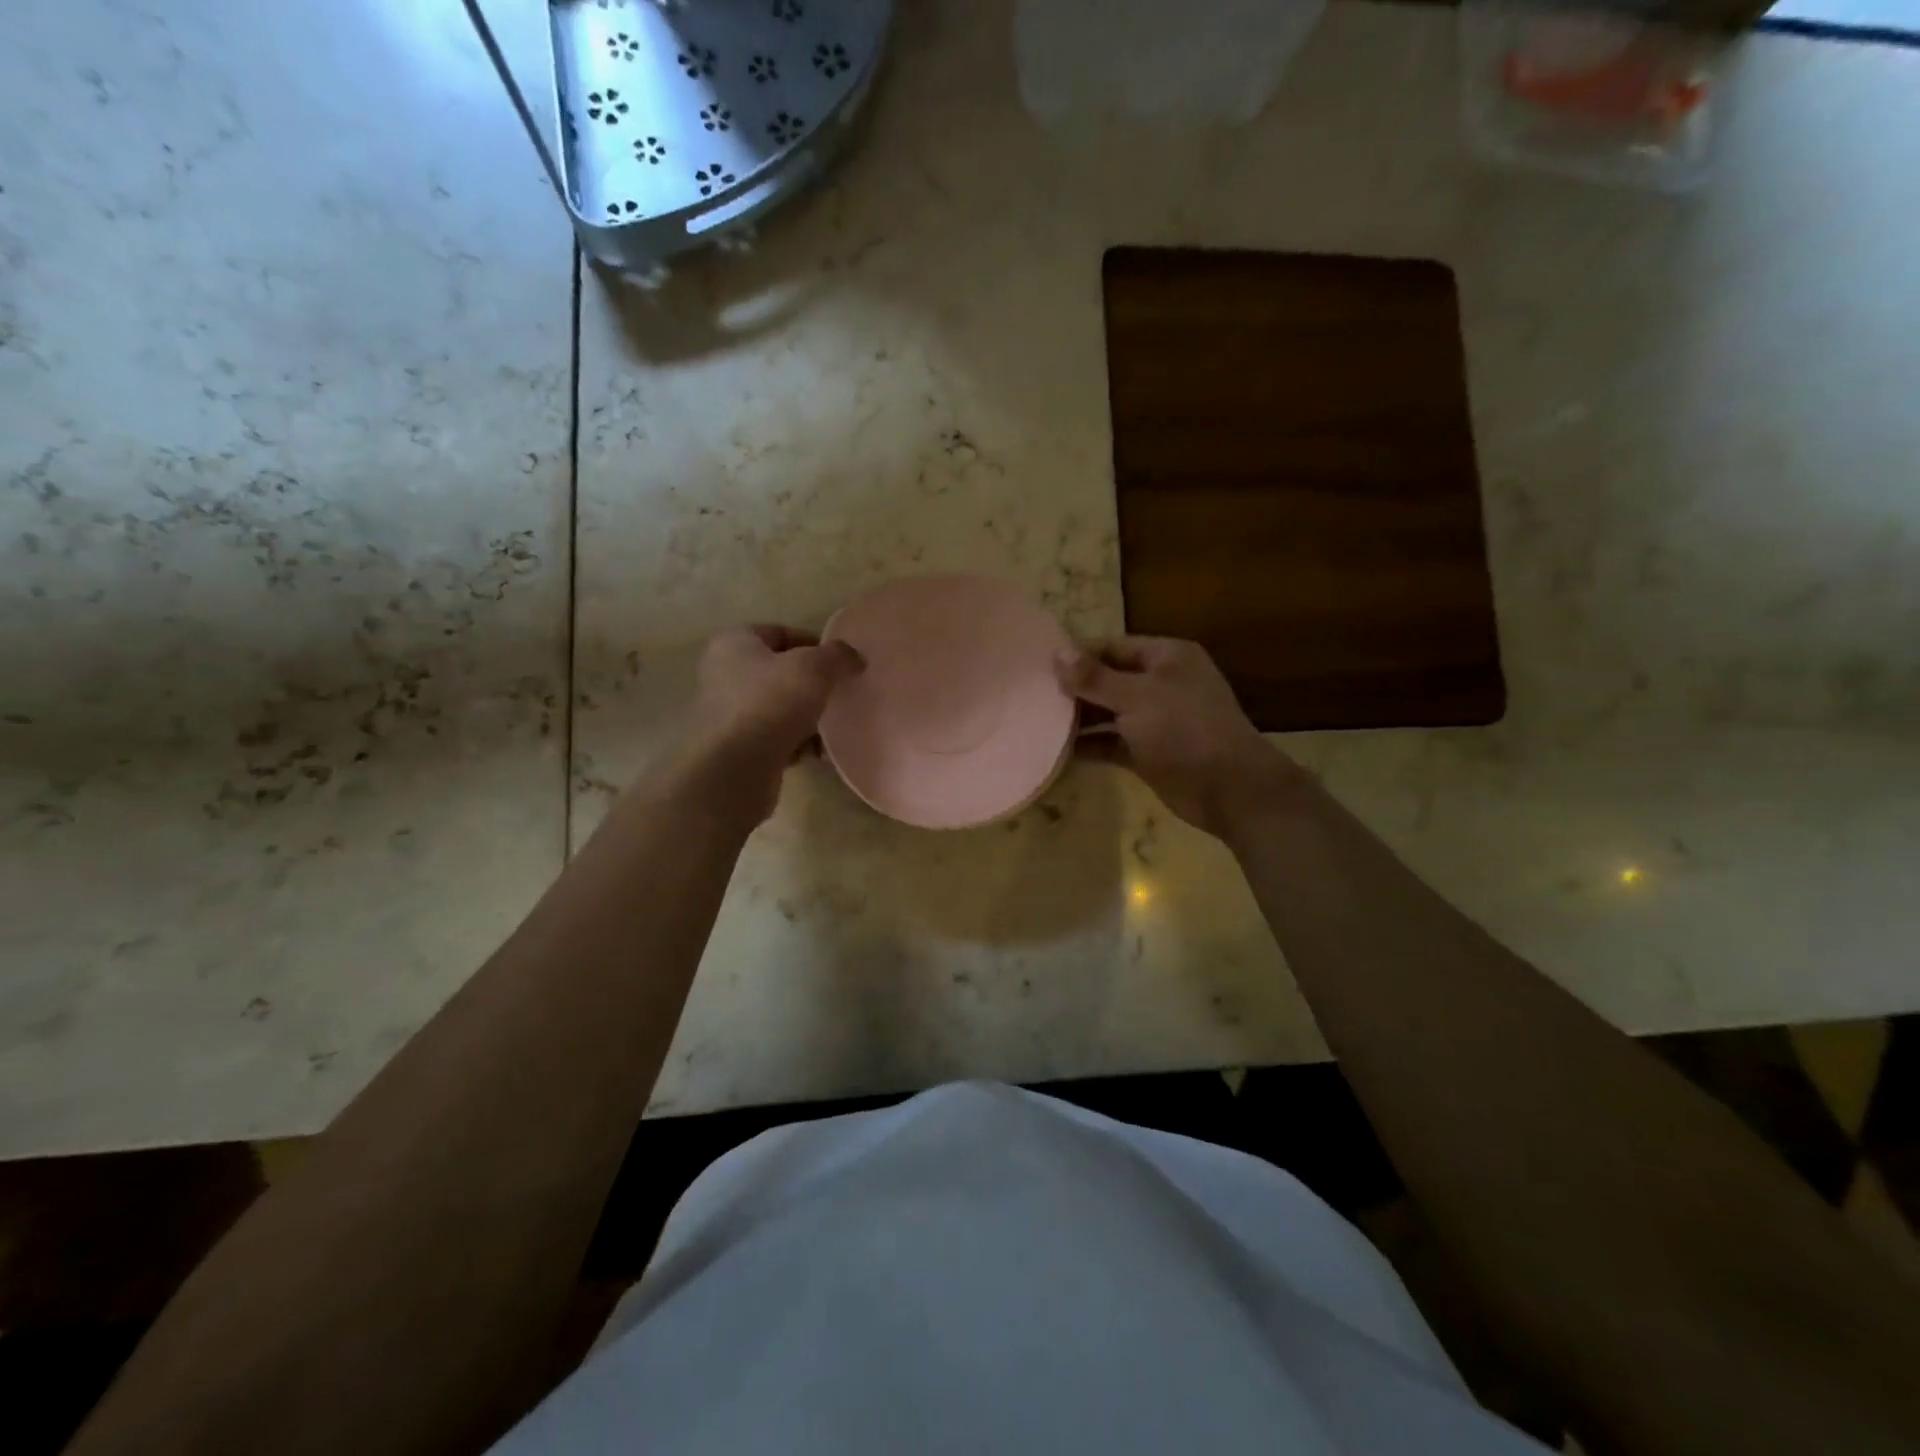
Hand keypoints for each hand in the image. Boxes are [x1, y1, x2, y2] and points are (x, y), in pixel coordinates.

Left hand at [688, 625, 864, 818]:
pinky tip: (817, 754)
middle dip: (812, 685)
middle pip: (779, 672)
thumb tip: (855, 659)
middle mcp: (724, 673)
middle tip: (839, 695)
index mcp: (733, 643)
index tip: (840, 664)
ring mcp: (727, 713)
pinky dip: (795, 744)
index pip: (780, 632)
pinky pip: (774, 738)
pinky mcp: (735, 748)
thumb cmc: (770, 703)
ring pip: (778, 707)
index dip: (814, 644)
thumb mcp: (814, 668)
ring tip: (831, 728)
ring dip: (807, 717)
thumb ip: (838, 656)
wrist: (734, 768)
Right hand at [1056, 636, 1299, 841]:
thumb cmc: (1184, 729)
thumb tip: (1057, 654)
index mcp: (1166, 657)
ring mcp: (1156, 720)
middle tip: (1032, 695)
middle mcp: (1161, 684)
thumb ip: (1095, 678)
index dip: (1078, 654)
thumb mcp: (1136, 697)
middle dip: (1075, 688)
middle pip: (1109, 679)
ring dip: (1079, 718)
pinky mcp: (1149, 752)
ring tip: (1037, 721)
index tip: (1038, 664)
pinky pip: (1113, 743)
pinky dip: (1091, 745)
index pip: (1113, 646)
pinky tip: (1058, 751)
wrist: (1228, 789)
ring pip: (1109, 713)